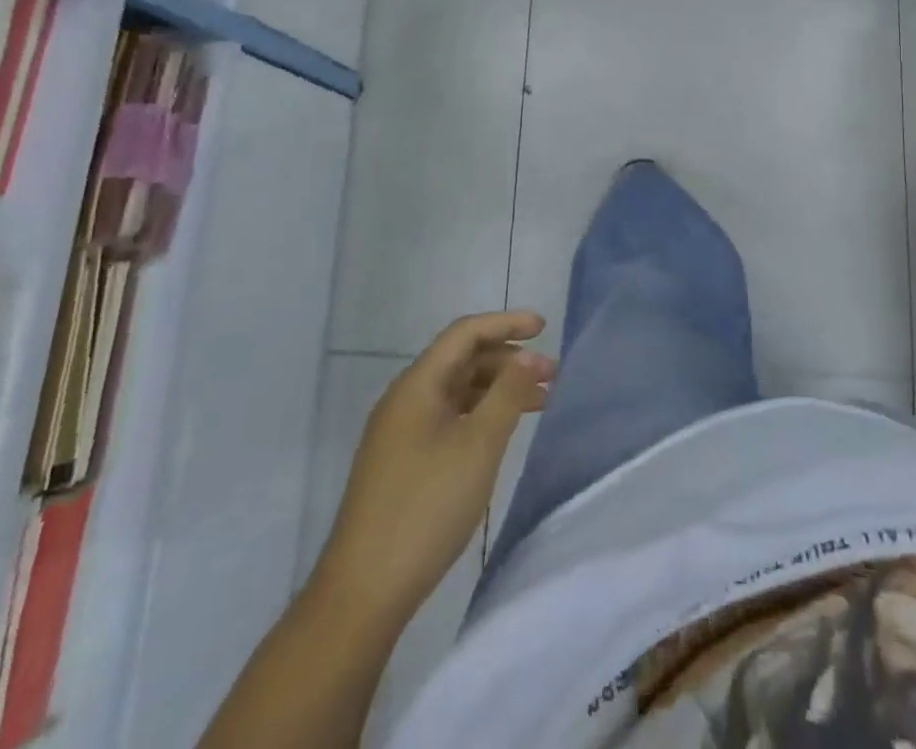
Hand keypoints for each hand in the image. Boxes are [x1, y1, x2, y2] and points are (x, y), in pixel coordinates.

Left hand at [316, 311, 555, 626]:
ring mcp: (400, 432)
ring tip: (540, 403)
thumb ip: (507, 394)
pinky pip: (448, 419)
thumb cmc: (426, 507)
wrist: (363, 592)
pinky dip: (480, 415)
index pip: (465, 334)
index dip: (506, 323)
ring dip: (498, 389)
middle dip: (508, 361)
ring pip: (457, 392)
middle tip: (551, 375)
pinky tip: (502, 433)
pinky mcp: (402, 462)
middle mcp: (405, 399)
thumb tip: (528, 356)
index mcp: (417, 385)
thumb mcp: (478, 445)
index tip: (544, 327)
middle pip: (462, 360)